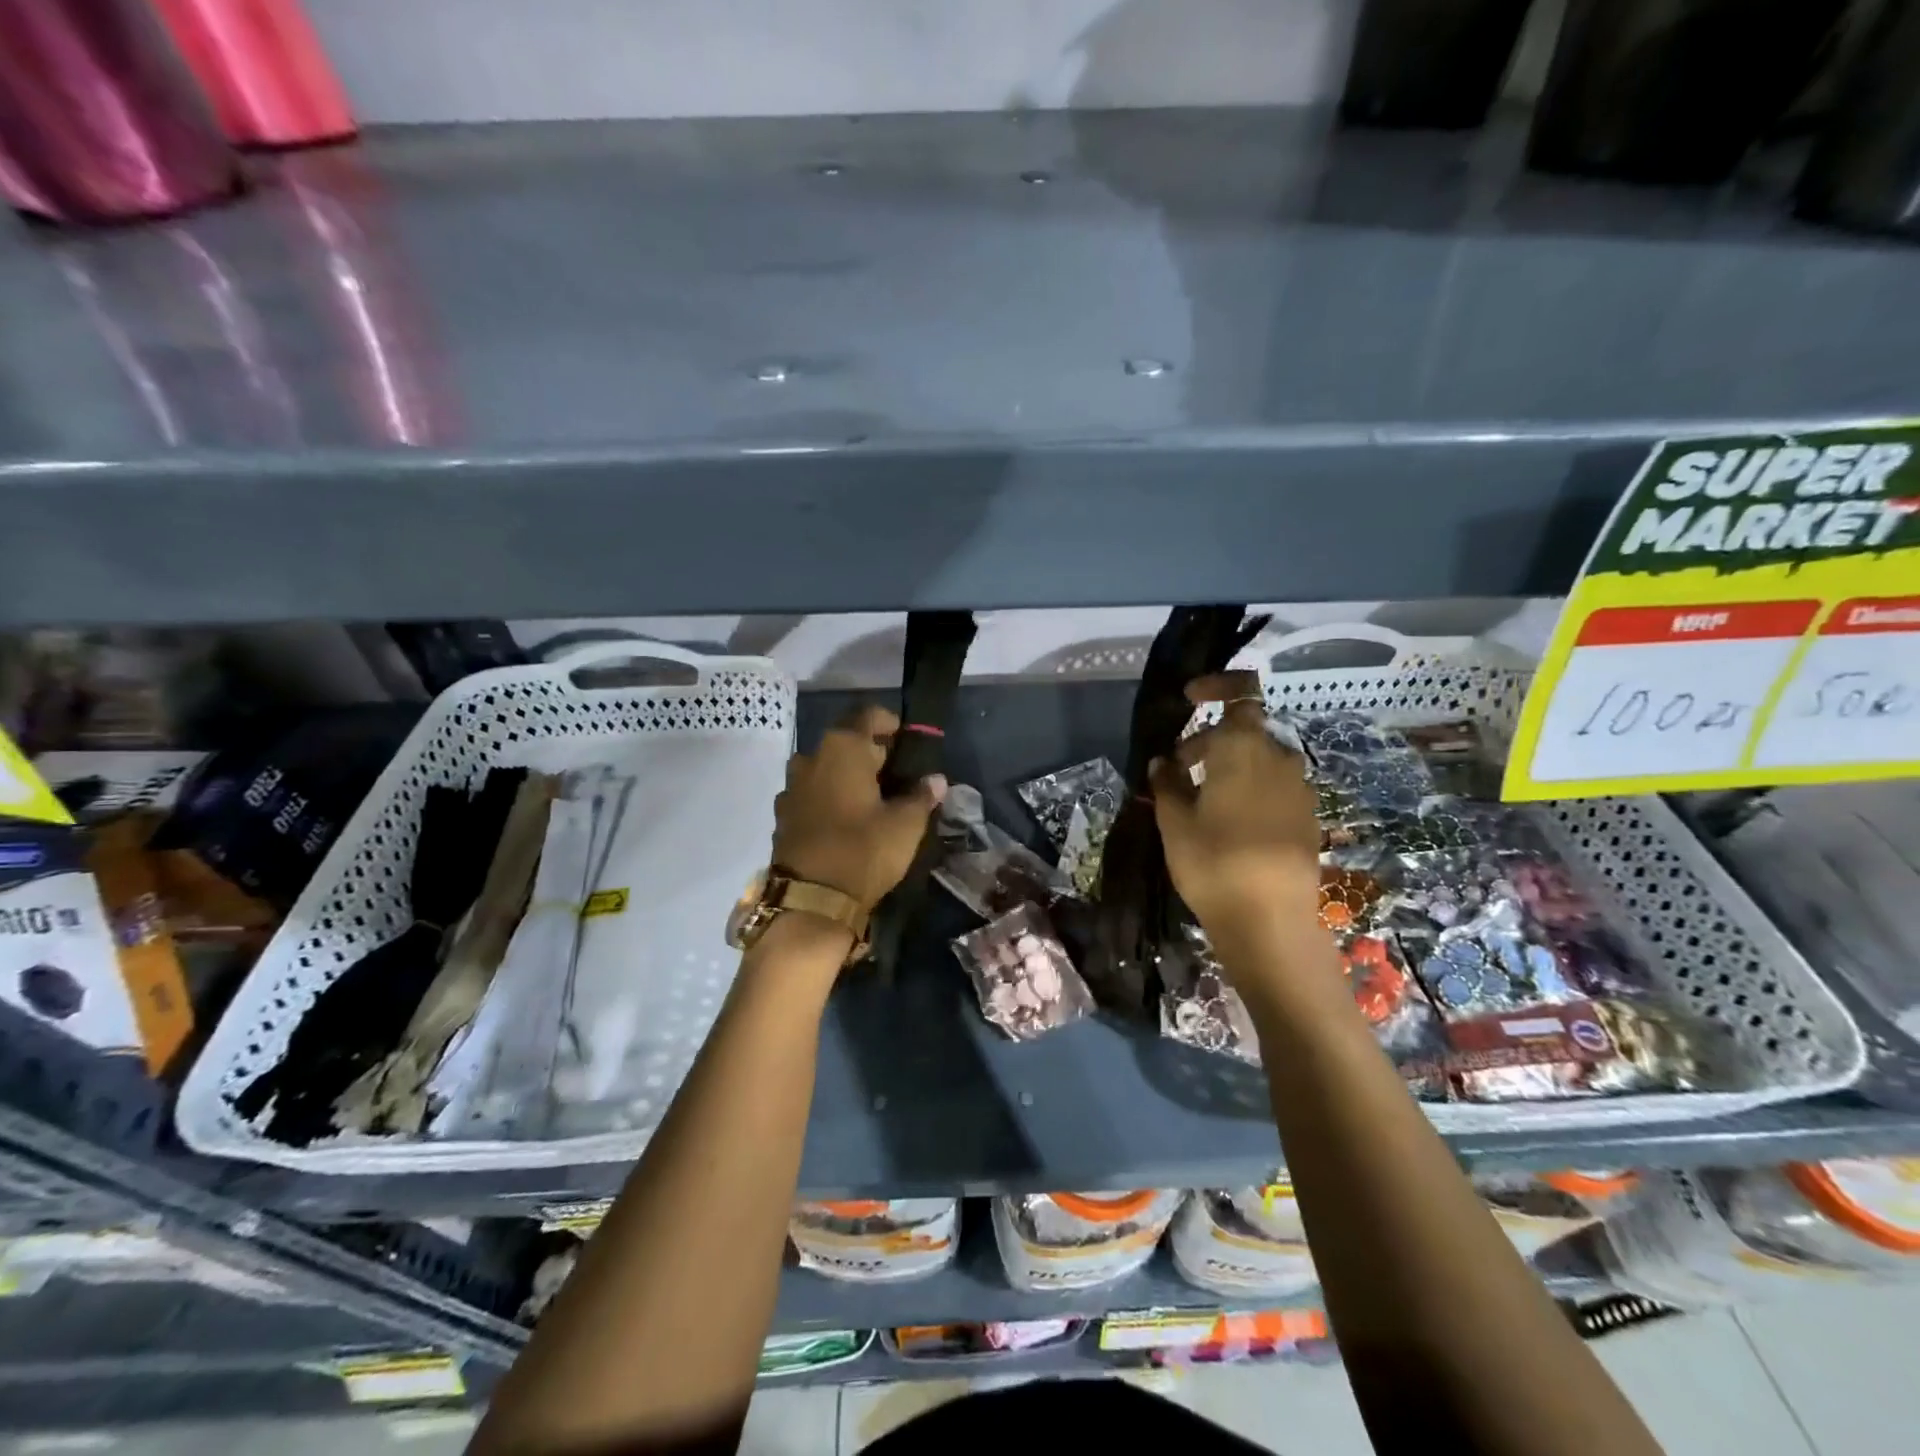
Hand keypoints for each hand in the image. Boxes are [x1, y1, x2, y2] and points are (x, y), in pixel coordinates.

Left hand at [772, 705, 947, 913]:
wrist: (810, 901)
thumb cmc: (864, 850)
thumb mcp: (906, 824)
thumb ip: (921, 796)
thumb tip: (935, 779)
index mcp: (843, 748)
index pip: (869, 716)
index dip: (890, 723)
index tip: (907, 740)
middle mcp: (811, 758)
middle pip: (846, 742)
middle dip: (871, 754)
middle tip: (897, 775)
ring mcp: (792, 787)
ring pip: (826, 769)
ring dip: (847, 777)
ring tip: (872, 800)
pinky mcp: (783, 816)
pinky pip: (812, 795)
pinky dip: (829, 799)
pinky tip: (846, 821)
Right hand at [1149, 673, 1322, 949]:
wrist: (1272, 922)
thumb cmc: (1214, 862)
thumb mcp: (1175, 823)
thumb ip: (1168, 784)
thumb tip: (1164, 762)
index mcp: (1243, 748)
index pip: (1239, 695)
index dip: (1216, 687)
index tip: (1190, 699)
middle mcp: (1278, 757)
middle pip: (1244, 732)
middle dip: (1209, 742)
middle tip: (1178, 771)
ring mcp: (1299, 788)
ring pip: (1260, 761)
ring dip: (1230, 767)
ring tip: (1201, 800)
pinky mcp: (1308, 817)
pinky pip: (1274, 786)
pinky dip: (1250, 789)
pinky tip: (1231, 822)